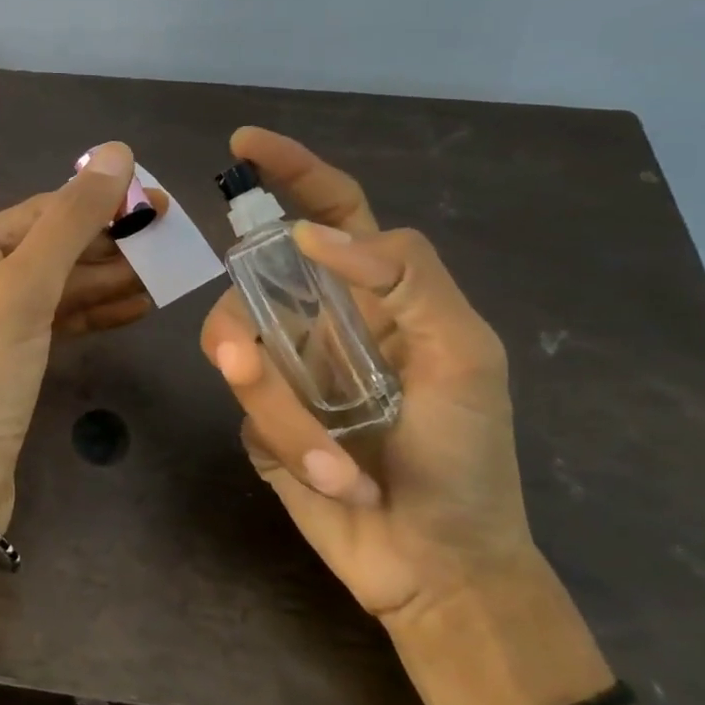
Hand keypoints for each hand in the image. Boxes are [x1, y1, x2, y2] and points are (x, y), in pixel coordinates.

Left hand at [0, 143, 163, 529]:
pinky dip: (97, 314)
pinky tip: (141, 307)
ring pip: (59, 288)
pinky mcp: (11, 361)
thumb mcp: (21, 292)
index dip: (99, 204)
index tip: (159, 203)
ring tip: (168, 274)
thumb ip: (69, 223)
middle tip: (173, 240)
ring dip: (111, 280)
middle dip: (110, 244)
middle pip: (51, 249)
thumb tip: (116, 152)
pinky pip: (59, 323)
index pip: (40, 213)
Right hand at [199, 127, 535, 629]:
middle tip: (249, 364)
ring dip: (279, 404)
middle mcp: (321, 318)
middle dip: (251, 321)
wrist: (439, 561)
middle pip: (254, 281)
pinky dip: (285, 436)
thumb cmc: (467, 455)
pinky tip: (332, 476)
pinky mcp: (257, 416)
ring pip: (236, 344)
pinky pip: (243, 400)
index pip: (329, 211)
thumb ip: (409, 277)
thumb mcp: (466, 354)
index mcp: (374, 294)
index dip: (291, 171)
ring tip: (331, 460)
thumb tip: (309, 237)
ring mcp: (285, 367)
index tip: (243, 144)